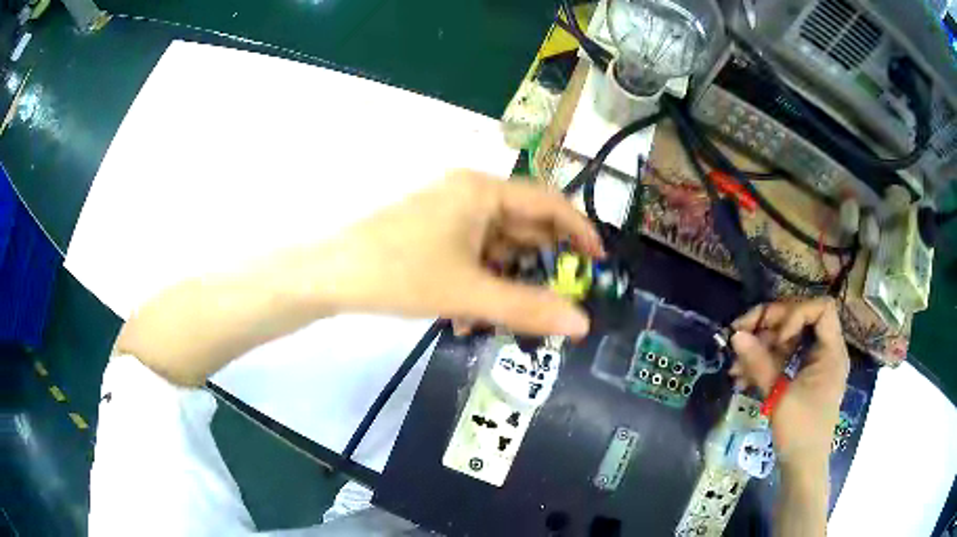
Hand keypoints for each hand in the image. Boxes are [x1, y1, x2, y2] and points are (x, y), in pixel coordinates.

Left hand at [310, 170, 604, 337]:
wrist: (331, 275)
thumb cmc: (400, 273)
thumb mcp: (469, 293)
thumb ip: (528, 308)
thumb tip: (582, 324)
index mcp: (483, 191)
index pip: (549, 203)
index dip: (579, 231)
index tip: (598, 262)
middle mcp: (469, 194)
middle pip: (522, 227)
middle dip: (536, 268)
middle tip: (554, 302)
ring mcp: (448, 213)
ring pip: (495, 248)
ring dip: (503, 283)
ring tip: (501, 318)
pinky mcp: (432, 232)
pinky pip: (471, 255)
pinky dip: (478, 283)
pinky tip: (466, 315)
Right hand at [729, 298, 849, 468]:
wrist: (801, 467)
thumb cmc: (799, 432)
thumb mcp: (779, 397)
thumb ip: (759, 363)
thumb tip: (735, 335)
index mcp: (831, 352)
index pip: (821, 308)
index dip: (796, 313)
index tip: (776, 337)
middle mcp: (826, 351)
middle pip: (801, 319)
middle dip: (769, 325)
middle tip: (741, 333)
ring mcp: (815, 364)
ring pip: (789, 339)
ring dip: (762, 346)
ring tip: (735, 363)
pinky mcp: (804, 377)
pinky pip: (785, 358)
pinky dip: (765, 362)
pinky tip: (741, 375)